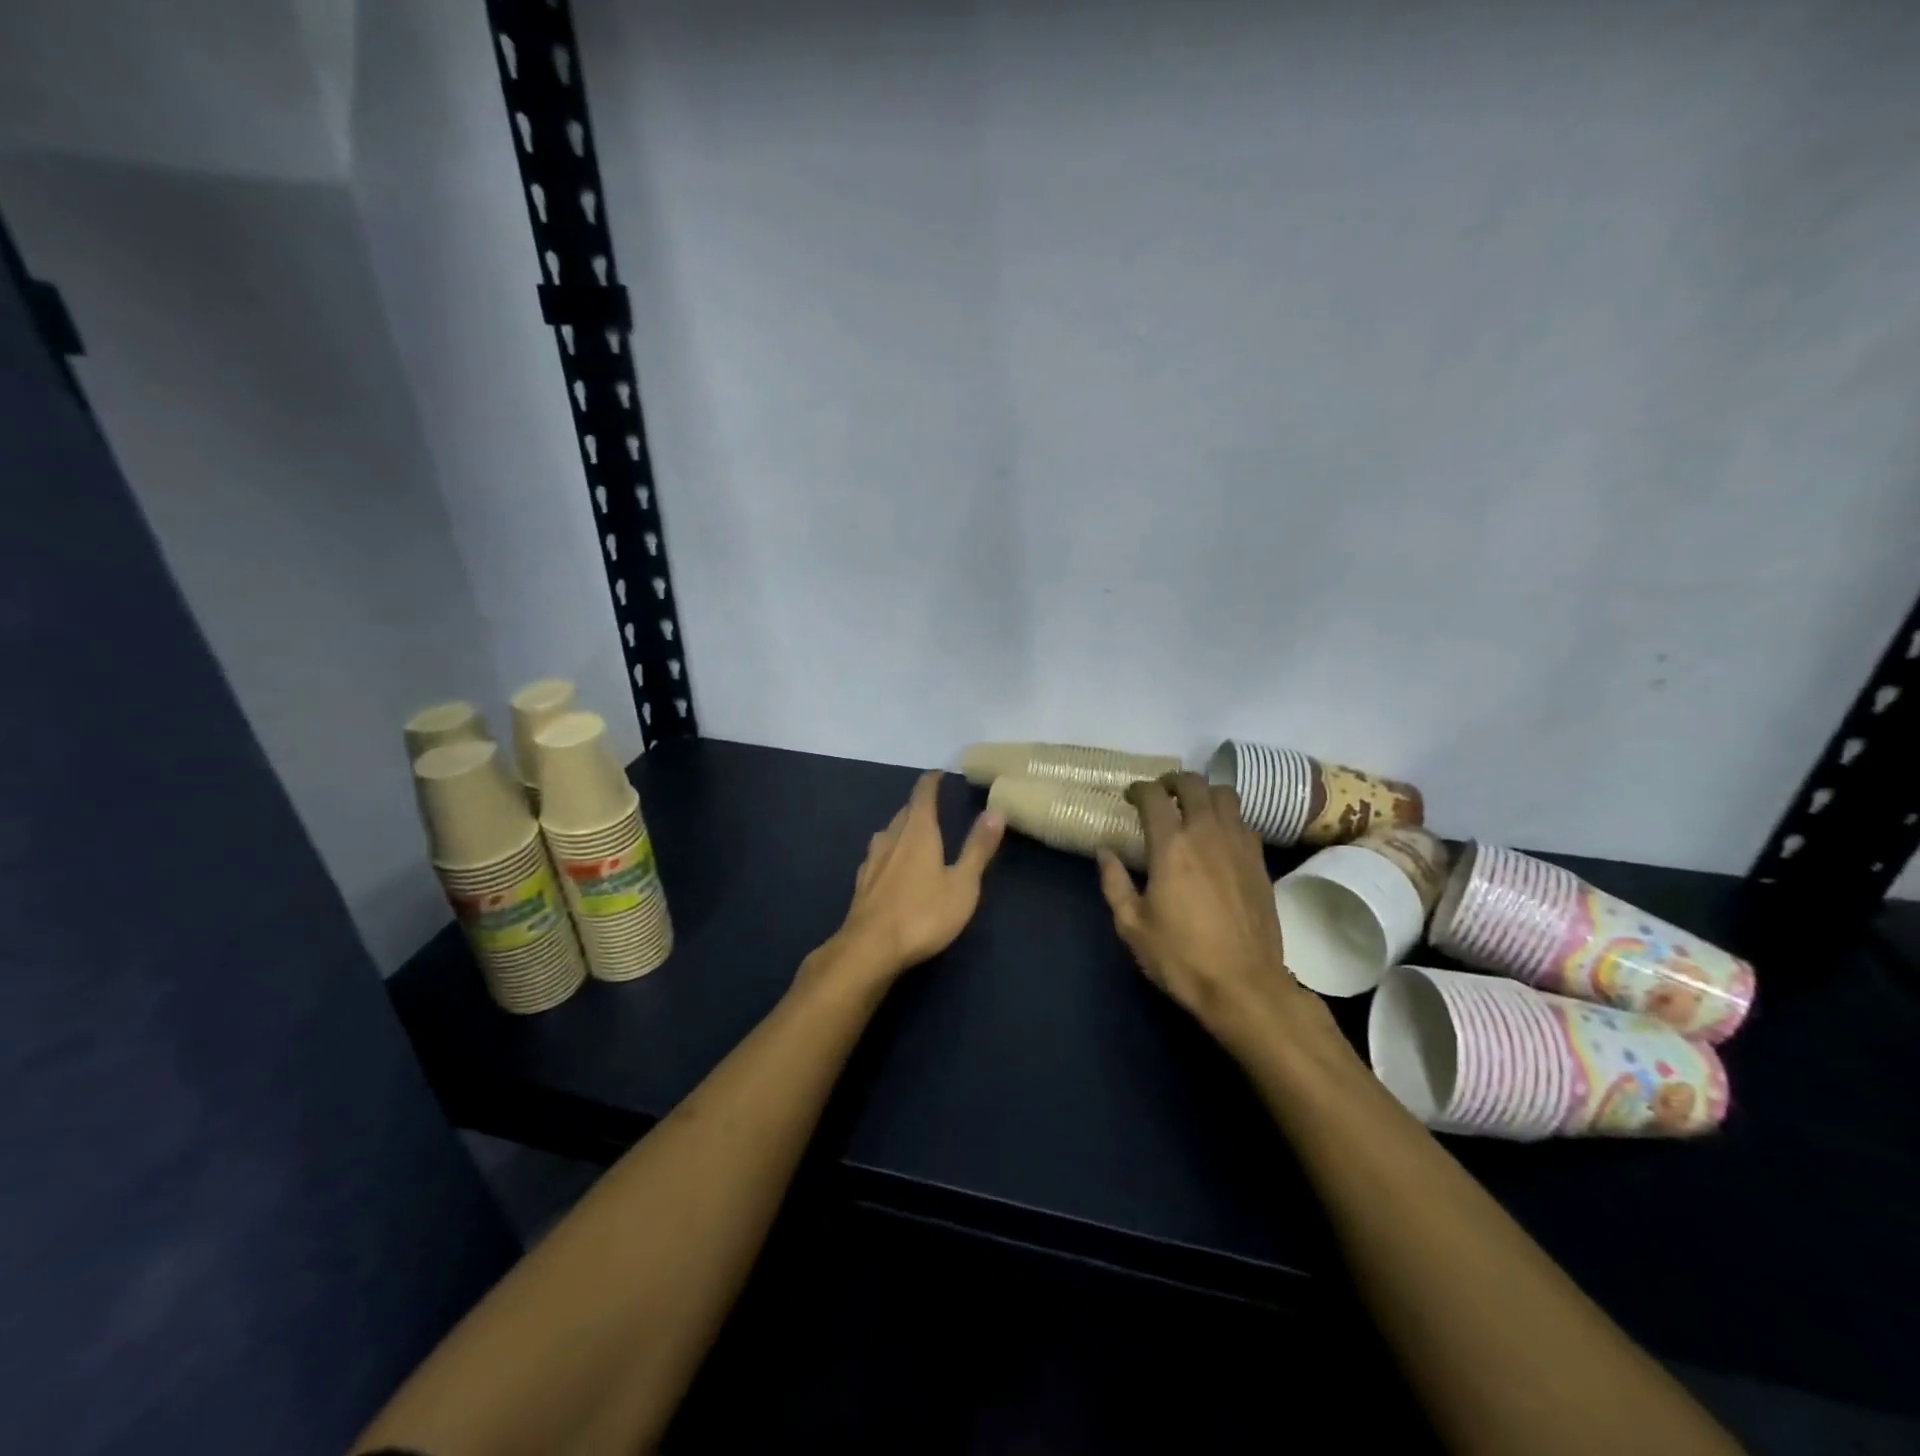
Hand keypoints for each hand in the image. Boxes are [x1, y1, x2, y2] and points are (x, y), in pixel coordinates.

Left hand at [814, 771, 1005, 988]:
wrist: (870, 949)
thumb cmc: (923, 914)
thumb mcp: (963, 884)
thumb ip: (978, 847)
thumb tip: (996, 809)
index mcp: (918, 832)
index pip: (922, 795)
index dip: (931, 782)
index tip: (938, 774)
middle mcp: (891, 839)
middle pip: (904, 813)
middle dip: (918, 805)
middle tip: (932, 805)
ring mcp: (872, 862)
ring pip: (887, 834)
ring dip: (901, 828)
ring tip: (913, 832)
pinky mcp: (861, 885)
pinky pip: (877, 857)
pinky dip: (888, 852)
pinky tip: (889, 865)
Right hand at [1097, 772, 1338, 1060]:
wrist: (1245, 986)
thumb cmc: (1181, 958)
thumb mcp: (1132, 926)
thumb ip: (1114, 883)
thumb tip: (1105, 852)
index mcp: (1171, 846)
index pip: (1154, 796)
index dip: (1139, 789)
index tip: (1130, 797)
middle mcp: (1207, 833)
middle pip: (1193, 783)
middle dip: (1173, 781)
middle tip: (1160, 795)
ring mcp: (1239, 844)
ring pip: (1225, 795)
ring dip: (1204, 793)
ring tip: (1192, 808)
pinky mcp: (1260, 861)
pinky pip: (1244, 821)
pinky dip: (1227, 817)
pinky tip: (1218, 836)